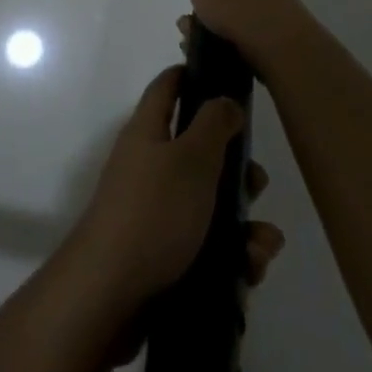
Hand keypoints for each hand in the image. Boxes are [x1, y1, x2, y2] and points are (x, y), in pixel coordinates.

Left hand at [66, 65, 284, 321]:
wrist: (112, 294)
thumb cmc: (154, 212)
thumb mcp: (191, 158)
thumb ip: (213, 125)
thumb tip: (224, 100)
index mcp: (148, 132)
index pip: (167, 88)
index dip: (193, 76)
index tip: (227, 79)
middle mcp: (150, 166)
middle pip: (201, 153)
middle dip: (238, 170)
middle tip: (256, 184)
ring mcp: (157, 212)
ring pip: (213, 206)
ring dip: (245, 225)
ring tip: (260, 247)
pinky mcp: (166, 255)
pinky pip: (209, 247)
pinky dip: (233, 257)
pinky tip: (248, 272)